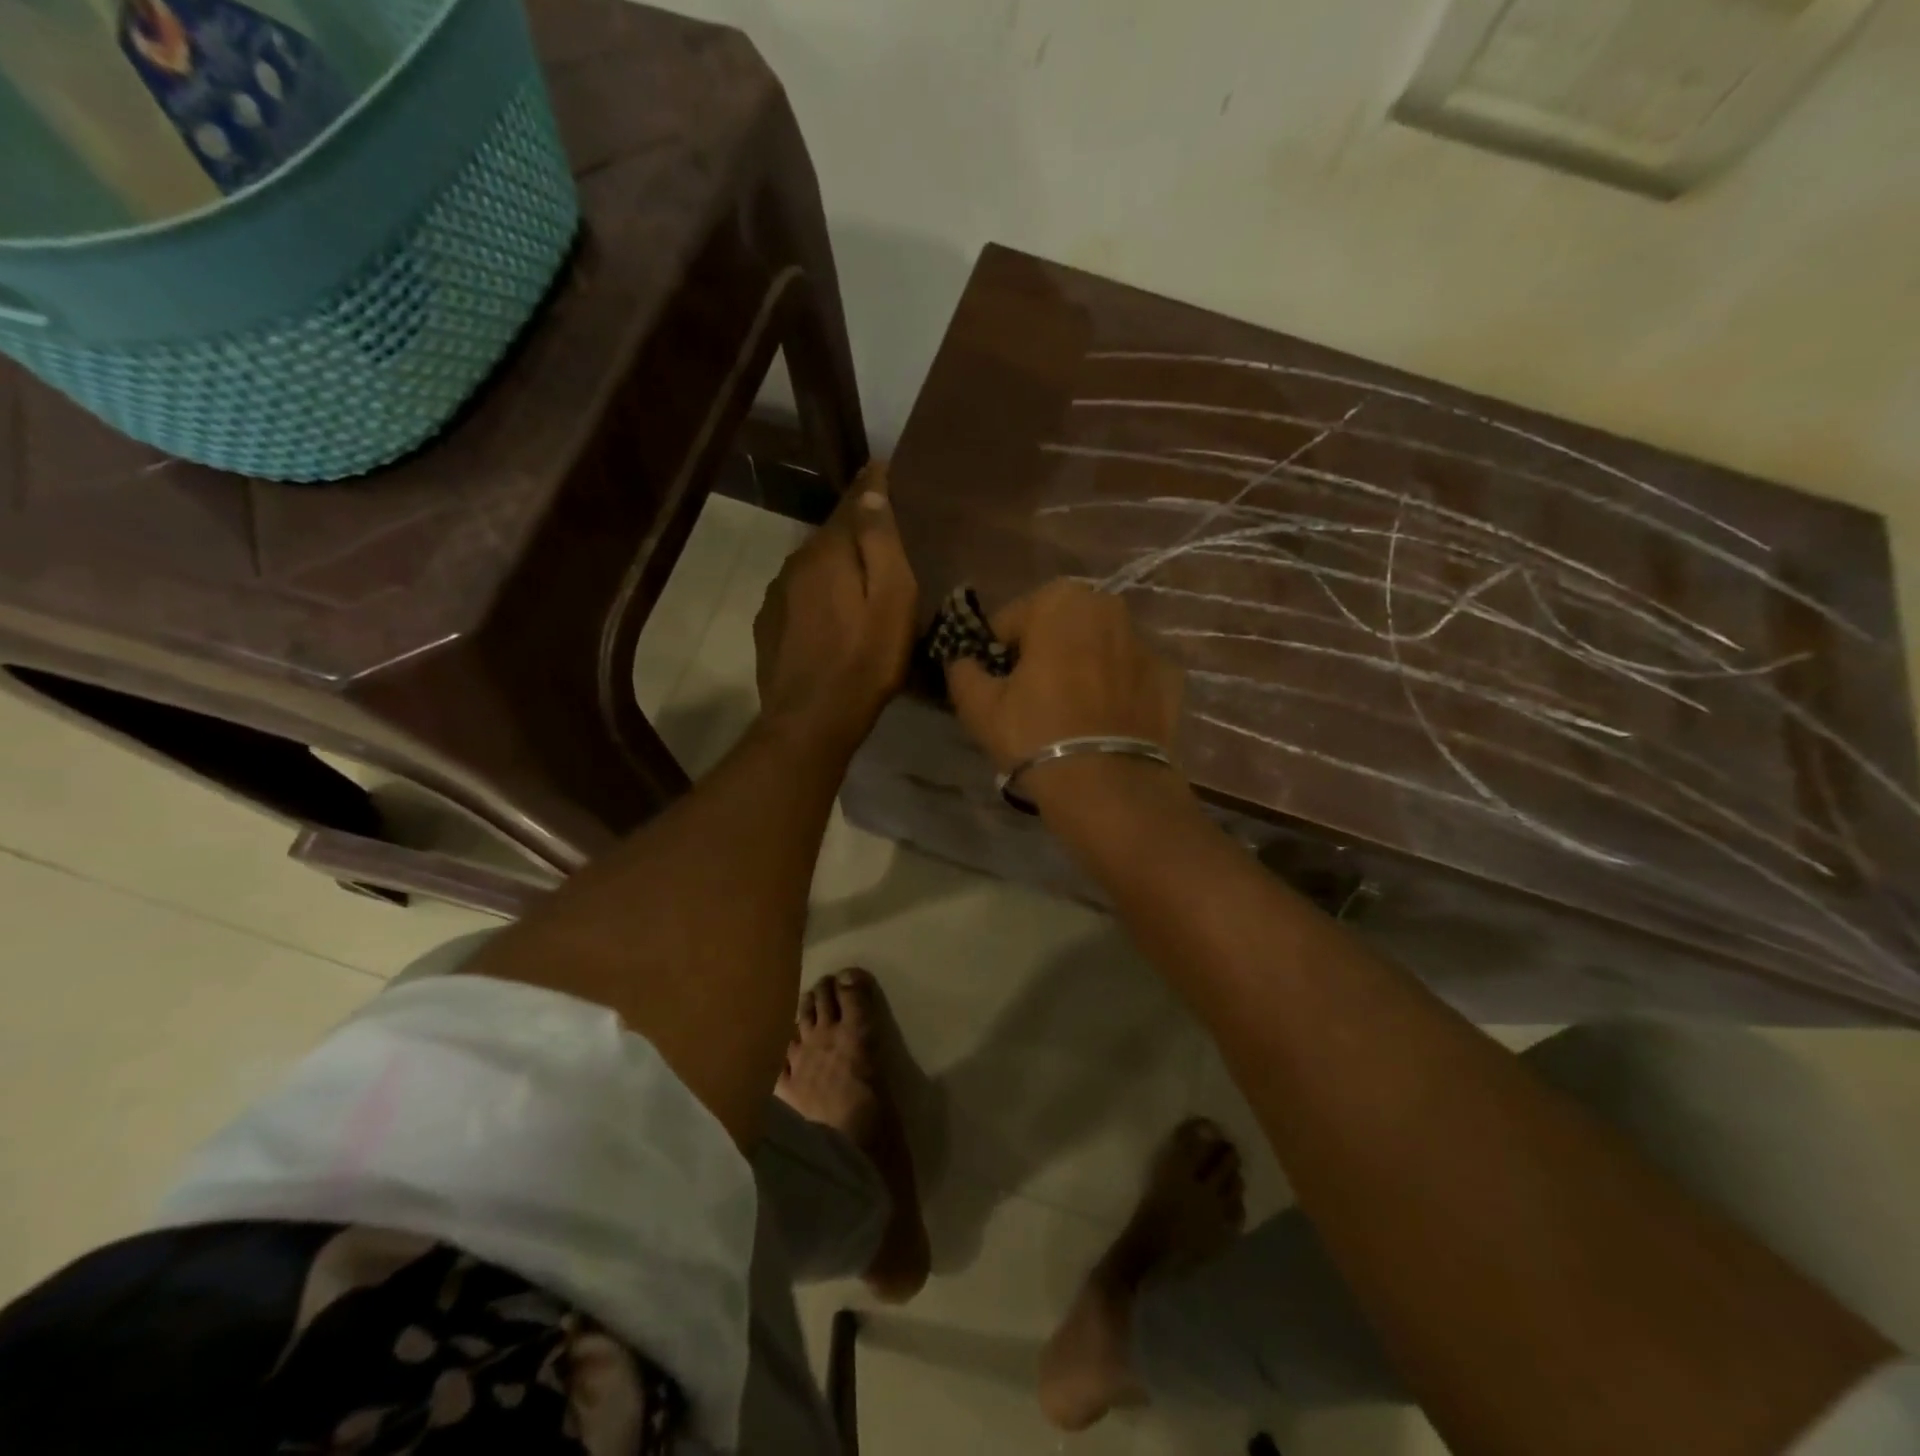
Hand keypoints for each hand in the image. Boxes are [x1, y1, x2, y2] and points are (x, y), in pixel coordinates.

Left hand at [753, 461, 918, 750]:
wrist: (810, 721)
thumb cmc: (864, 661)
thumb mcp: (892, 600)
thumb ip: (882, 542)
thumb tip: (872, 487)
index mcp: (827, 552)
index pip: (851, 503)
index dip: (871, 488)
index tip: (883, 469)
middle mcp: (795, 564)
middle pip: (831, 536)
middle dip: (855, 531)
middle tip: (883, 537)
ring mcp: (776, 596)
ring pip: (813, 568)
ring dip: (835, 567)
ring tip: (859, 581)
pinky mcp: (769, 626)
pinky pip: (799, 596)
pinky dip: (818, 596)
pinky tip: (831, 617)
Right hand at [943, 578, 1183, 774]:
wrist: (1108, 786)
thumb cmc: (1035, 734)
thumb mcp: (978, 706)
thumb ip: (962, 671)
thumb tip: (963, 662)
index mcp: (1060, 601)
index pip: (1010, 621)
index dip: (996, 654)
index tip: (995, 685)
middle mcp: (1109, 608)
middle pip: (1059, 629)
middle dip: (1043, 654)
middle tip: (1029, 698)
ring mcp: (1146, 643)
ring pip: (1097, 650)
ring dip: (1081, 668)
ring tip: (1068, 714)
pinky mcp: (1171, 679)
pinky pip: (1129, 678)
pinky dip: (1116, 691)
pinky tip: (1103, 724)